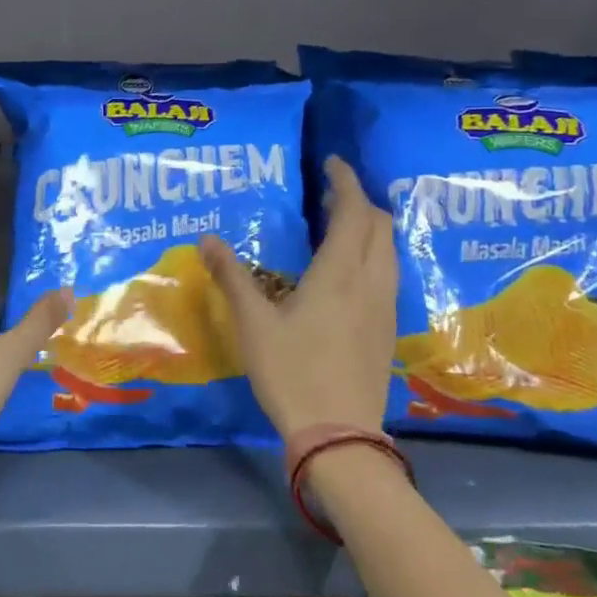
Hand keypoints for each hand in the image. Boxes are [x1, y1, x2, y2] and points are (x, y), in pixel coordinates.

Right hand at [199, 157, 396, 439]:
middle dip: (359, 201)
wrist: (339, 434)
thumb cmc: (292, 372)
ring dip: (370, 228)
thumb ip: (232, 277)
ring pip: (389, 250)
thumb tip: (207, 239)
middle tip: (329, 196)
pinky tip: (348, 273)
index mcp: (340, 272)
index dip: (345, 181)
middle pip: (380, 225)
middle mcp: (371, 281)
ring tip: (339, 227)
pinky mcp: (387, 329)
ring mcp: (385, 307)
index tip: (332, 163)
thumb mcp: (254, 324)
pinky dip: (373, 254)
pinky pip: (388, 274)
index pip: (354, 211)